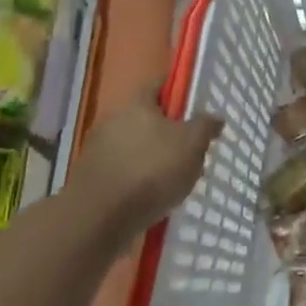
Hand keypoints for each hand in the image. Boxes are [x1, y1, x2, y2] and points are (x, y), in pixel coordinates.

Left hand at [71, 86, 221, 246]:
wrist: (97, 220)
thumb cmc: (151, 171)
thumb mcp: (192, 145)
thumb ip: (205, 127)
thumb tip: (215, 117)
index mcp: (137, 103)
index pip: (159, 85)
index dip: (177, 91)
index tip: (194, 106)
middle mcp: (113, 120)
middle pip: (145, 118)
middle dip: (166, 132)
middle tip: (188, 150)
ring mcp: (97, 151)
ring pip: (133, 147)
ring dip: (150, 159)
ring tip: (172, 181)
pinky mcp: (89, 180)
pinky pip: (121, 172)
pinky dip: (135, 181)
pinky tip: (150, 199)